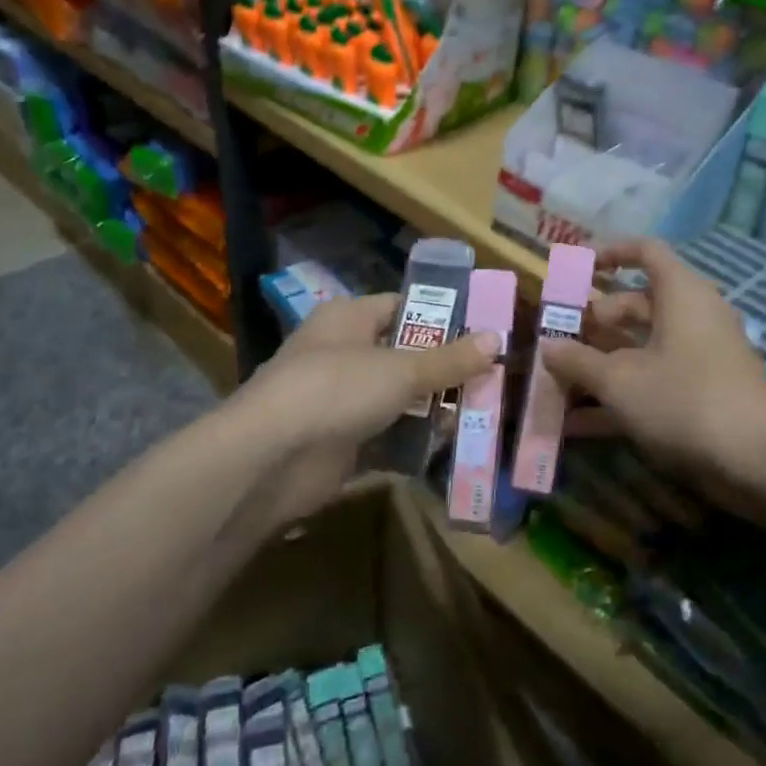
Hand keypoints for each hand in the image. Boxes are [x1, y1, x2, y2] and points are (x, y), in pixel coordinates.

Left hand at [239, 294, 496, 522]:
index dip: (441, 316)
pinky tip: (450, 450)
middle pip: (403, 356)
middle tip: (492, 380)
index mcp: (348, 319)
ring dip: (433, 410)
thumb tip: (496, 338)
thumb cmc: (336, 389)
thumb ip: (449, 359)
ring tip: (481, 416)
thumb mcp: (401, 370)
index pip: (401, 306)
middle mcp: (341, 354)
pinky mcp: (339, 442)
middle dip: (444, 370)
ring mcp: (338, 400)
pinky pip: (386, 437)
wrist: (270, 458)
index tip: (483, 331)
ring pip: (397, 399)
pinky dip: (413, 444)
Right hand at [543, 238, 765, 491]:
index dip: (610, 253)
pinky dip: (618, 397)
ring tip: (556, 382)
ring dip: (600, 364)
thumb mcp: (620, 380)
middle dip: (594, 321)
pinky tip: (576, 425)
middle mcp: (692, 317)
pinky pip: (651, 383)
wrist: (758, 461)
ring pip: (641, 348)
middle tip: (558, 338)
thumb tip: (548, 345)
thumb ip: (578, 360)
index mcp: (680, 294)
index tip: (576, 269)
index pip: (646, 252)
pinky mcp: (700, 395)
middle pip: (636, 305)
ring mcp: (698, 358)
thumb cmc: (684, 400)